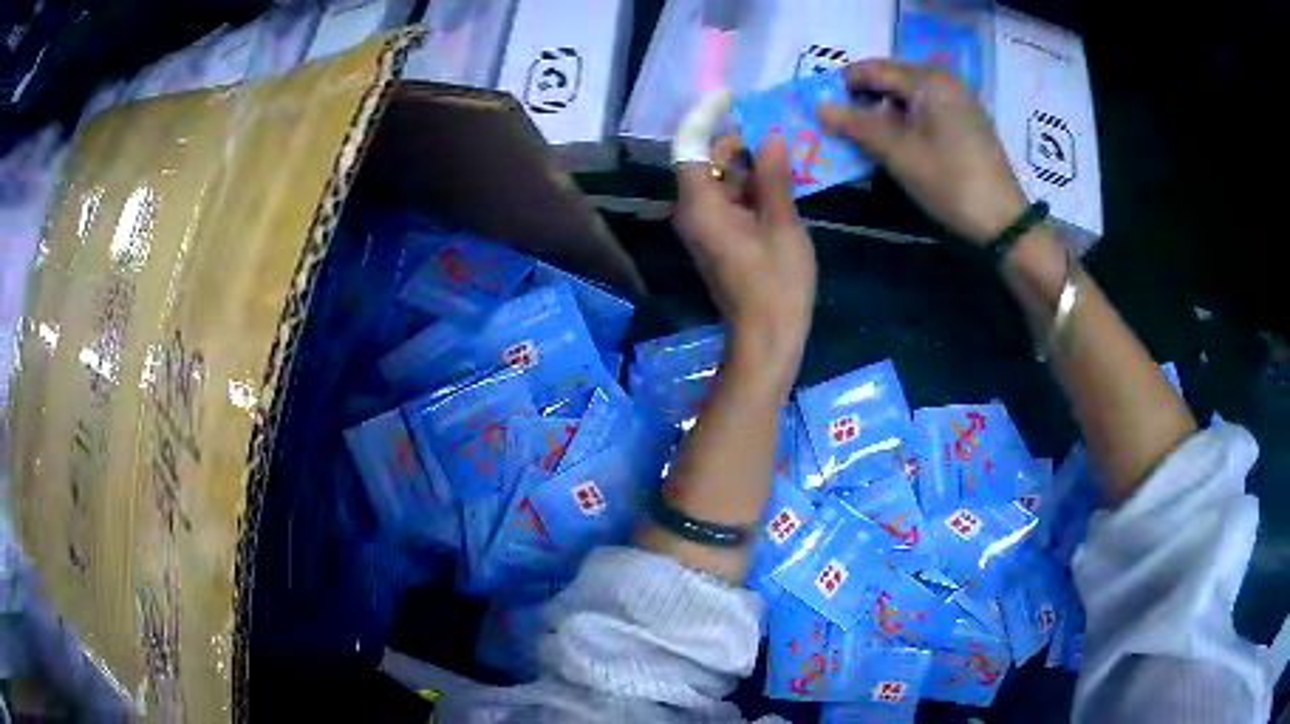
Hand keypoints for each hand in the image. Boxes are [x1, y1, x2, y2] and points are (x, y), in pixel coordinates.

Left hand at [673, 135, 816, 384]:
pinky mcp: (720, 239)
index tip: (731, 97)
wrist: (767, 338)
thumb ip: (774, 177)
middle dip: (743, 142)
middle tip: (781, 127)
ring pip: (724, 181)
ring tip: (792, 150)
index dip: (707, 117)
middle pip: (711, 161)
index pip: (691, 146)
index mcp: (700, 205)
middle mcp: (693, 211)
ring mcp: (706, 227)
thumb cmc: (776, 283)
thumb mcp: (782, 224)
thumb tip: (771, 138)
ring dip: (754, 165)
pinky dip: (755, 188)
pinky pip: (732, 201)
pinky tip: (787, 181)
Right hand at [819, 60, 1027, 245]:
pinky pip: (926, 106)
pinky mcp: (966, 119)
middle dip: (865, 97)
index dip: (845, 84)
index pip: (875, 69)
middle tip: (842, 123)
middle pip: (892, 77)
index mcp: (929, 81)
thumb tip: (819, 108)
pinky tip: (897, 140)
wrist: (1003, 221)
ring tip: (866, 135)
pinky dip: (905, 117)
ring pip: (909, 93)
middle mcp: (945, 80)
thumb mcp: (900, 155)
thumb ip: (858, 127)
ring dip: (884, 109)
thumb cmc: (951, 183)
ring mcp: (959, 99)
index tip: (822, 106)